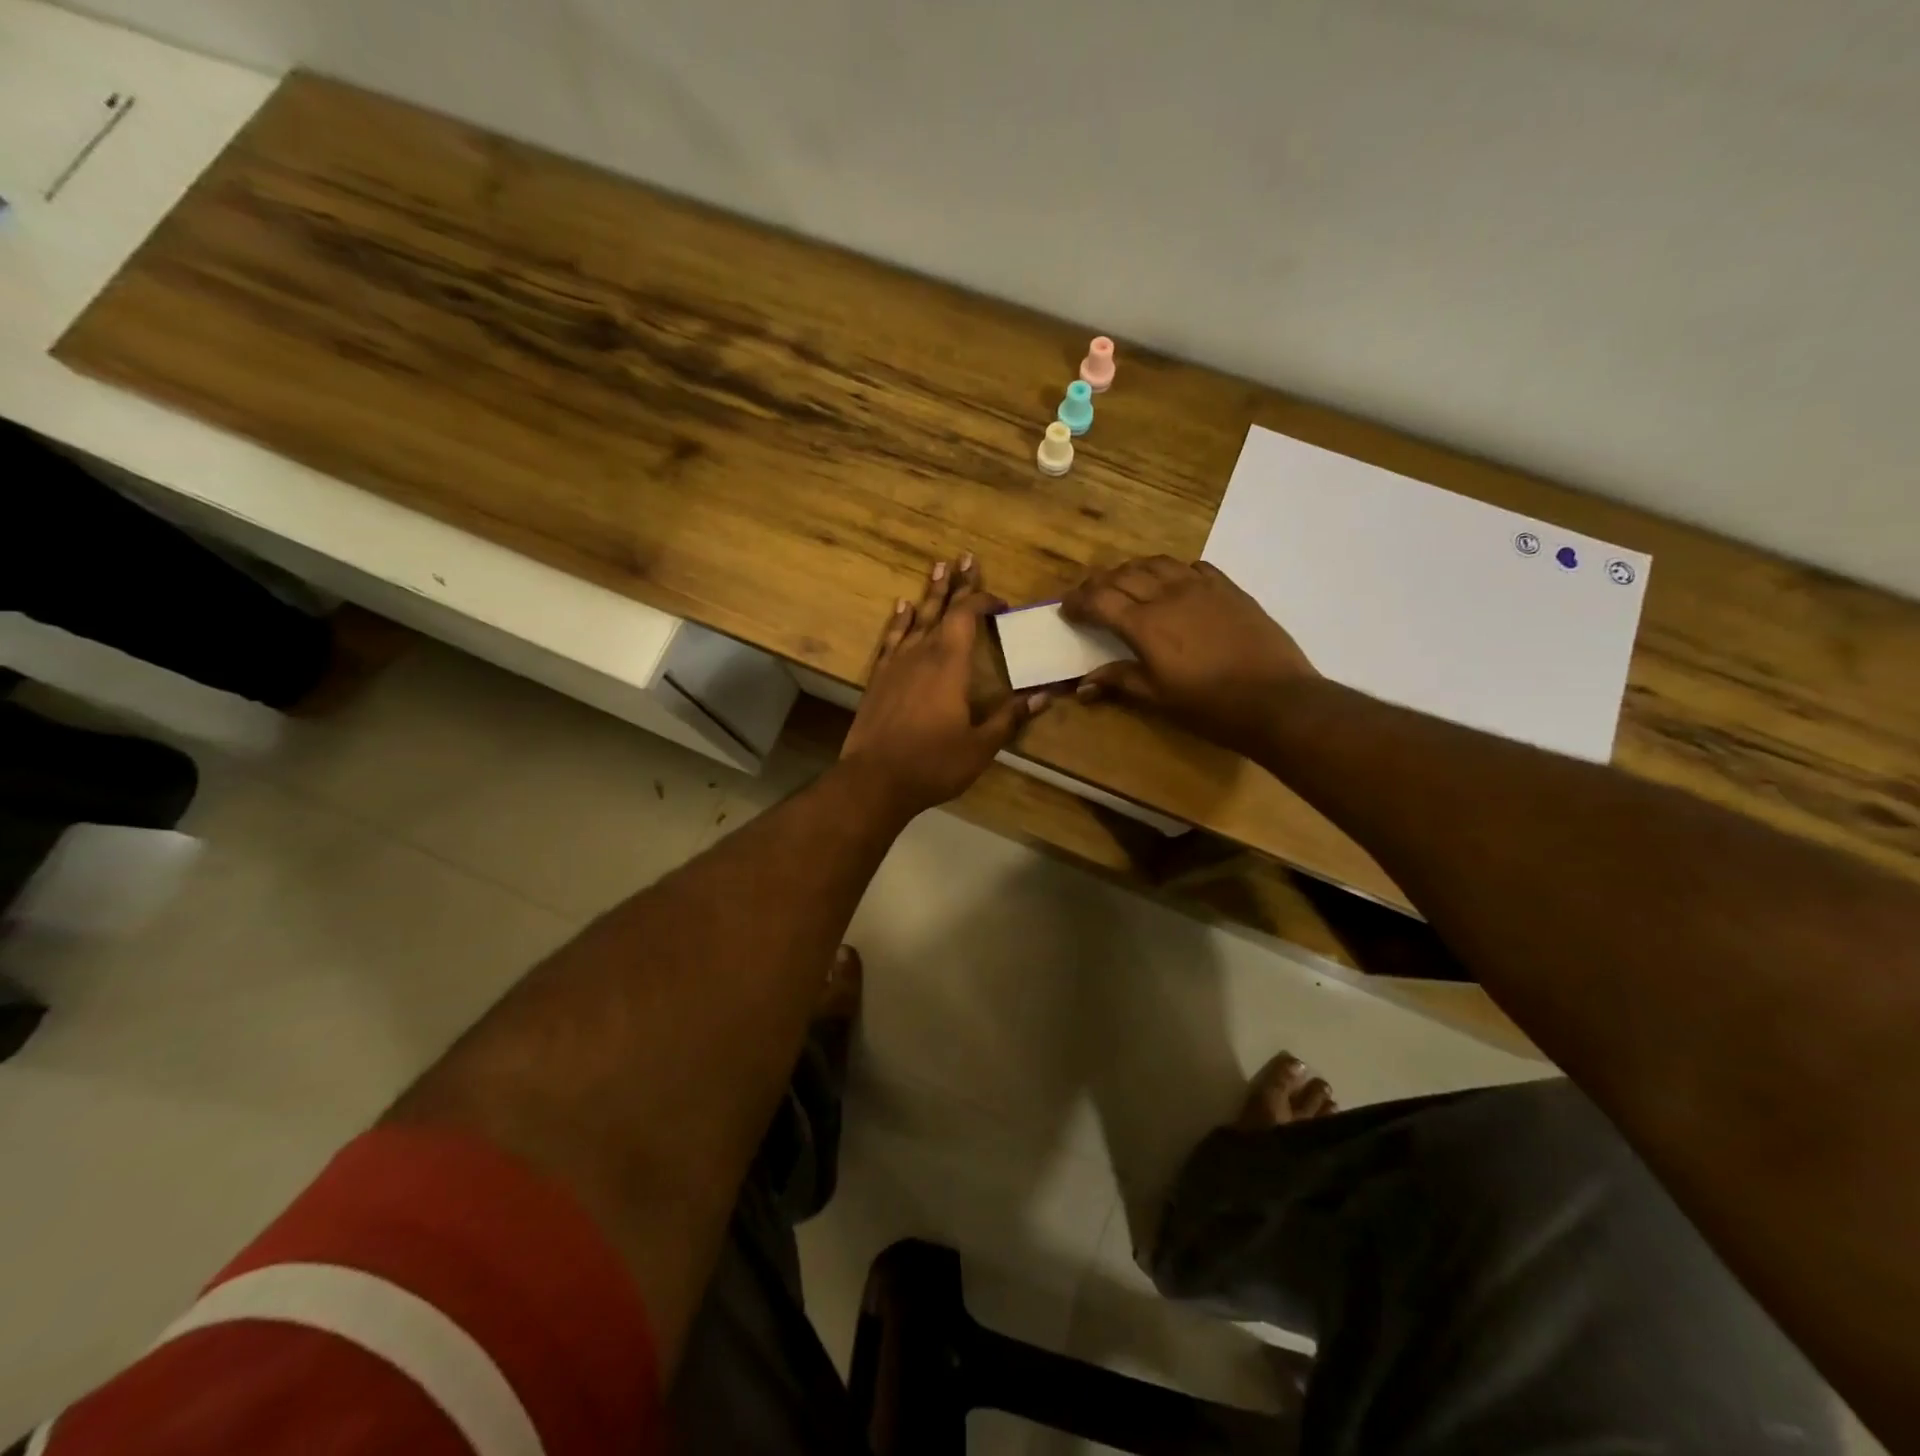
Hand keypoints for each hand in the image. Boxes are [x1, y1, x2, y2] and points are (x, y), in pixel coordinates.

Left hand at [841, 555, 1049, 820]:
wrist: (875, 780)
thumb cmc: (933, 763)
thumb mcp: (981, 745)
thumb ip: (1010, 717)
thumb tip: (1046, 696)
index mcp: (950, 664)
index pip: (967, 616)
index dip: (983, 601)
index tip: (1000, 602)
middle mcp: (922, 653)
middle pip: (942, 608)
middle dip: (956, 583)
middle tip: (964, 557)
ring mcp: (896, 664)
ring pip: (915, 618)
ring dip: (929, 594)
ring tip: (937, 568)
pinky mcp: (878, 678)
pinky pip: (891, 639)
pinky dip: (898, 621)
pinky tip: (902, 607)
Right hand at [1059, 556, 1317, 756]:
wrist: (1277, 700)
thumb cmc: (1211, 707)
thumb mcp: (1159, 699)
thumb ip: (1121, 682)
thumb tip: (1083, 685)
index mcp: (1145, 624)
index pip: (1100, 600)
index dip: (1078, 602)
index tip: (1066, 609)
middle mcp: (1168, 595)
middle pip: (1123, 575)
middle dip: (1099, 583)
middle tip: (1089, 596)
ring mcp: (1202, 587)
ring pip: (1157, 563)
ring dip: (1133, 570)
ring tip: (1126, 584)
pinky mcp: (1229, 588)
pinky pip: (1194, 567)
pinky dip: (1173, 571)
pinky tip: (1173, 583)